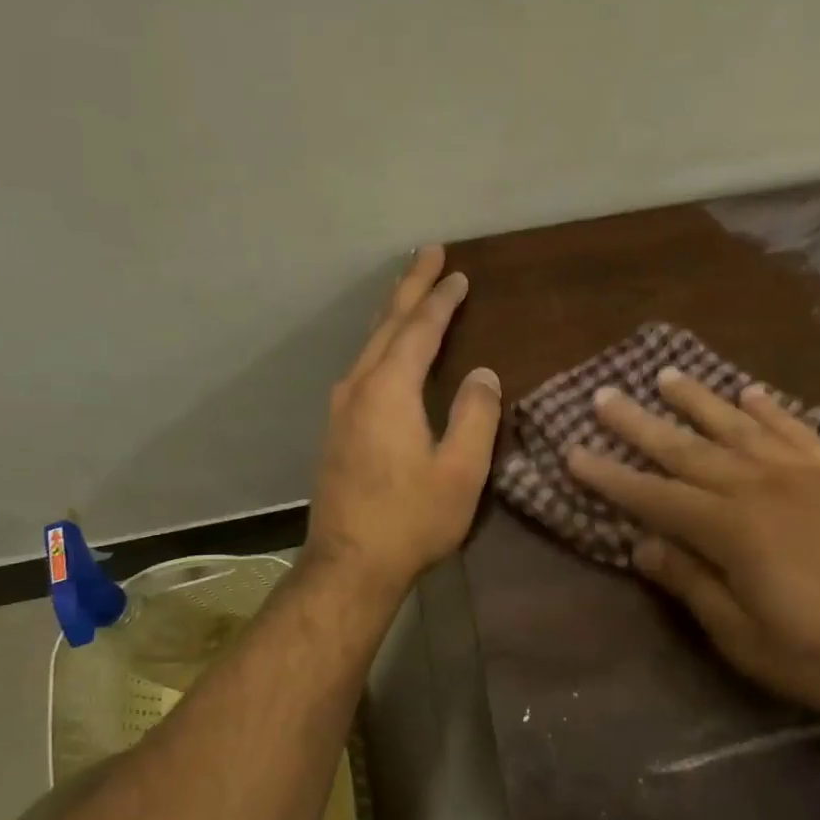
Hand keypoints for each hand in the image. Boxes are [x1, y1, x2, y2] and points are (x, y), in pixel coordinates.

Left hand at [304, 245, 501, 595]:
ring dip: (392, 314)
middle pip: (386, 325)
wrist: (350, 565)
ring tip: (410, 293)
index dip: (441, 300)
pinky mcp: (335, 430)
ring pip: (368, 345)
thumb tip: (484, 374)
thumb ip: (476, 415)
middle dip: (409, 287)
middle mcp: (357, 388)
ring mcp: (340, 409)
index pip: (419, 330)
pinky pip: (361, 368)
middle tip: (428, 254)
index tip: (459, 273)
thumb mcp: (460, 470)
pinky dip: (381, 345)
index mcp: (389, 390)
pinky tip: (386, 352)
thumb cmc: (411, 519)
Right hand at [566, 371, 819, 720]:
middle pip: (688, 449)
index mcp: (732, 530)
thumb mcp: (747, 640)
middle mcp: (761, 487)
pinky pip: (795, 429)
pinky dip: (768, 408)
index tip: (573, 453)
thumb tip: (642, 546)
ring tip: (664, 375)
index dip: (610, 478)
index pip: (654, 497)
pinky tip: (749, 392)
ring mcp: (805, 474)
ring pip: (737, 426)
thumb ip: (693, 586)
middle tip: (604, 397)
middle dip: (640, 424)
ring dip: (698, 400)